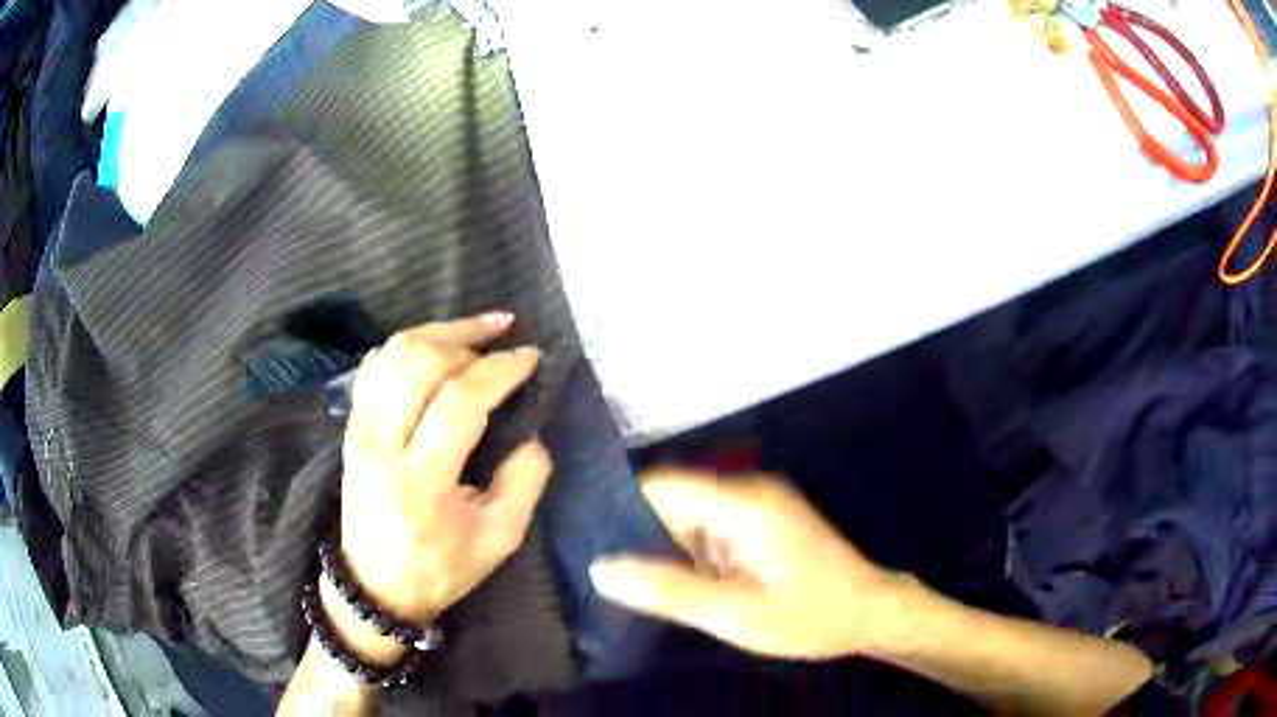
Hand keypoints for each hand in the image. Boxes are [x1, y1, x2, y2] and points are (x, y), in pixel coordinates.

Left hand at [327, 313, 551, 663]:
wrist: (374, 585)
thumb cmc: (441, 567)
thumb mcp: (500, 539)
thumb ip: (524, 481)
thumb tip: (530, 430)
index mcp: (420, 481)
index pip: (459, 402)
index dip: (499, 369)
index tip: (531, 357)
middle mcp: (380, 445)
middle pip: (418, 362)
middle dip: (469, 340)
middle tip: (503, 347)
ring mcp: (358, 431)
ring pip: (392, 354)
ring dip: (439, 333)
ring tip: (477, 333)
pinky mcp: (351, 426)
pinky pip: (374, 366)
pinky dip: (407, 347)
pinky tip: (435, 348)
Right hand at [589, 469, 912, 659]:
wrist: (872, 613)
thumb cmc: (809, 616)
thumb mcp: (734, 615)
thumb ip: (667, 591)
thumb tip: (600, 568)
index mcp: (742, 503)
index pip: (660, 485)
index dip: (619, 510)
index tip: (585, 542)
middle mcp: (748, 491)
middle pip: (673, 500)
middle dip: (640, 535)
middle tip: (606, 576)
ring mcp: (759, 505)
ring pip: (690, 517)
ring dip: (666, 548)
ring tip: (634, 584)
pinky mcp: (764, 522)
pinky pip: (711, 529)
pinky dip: (691, 554)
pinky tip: (679, 584)